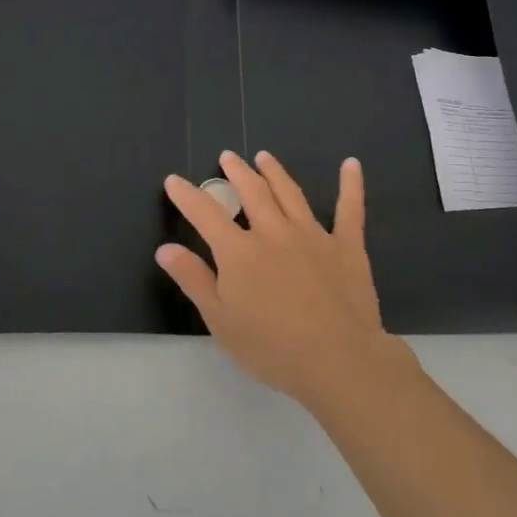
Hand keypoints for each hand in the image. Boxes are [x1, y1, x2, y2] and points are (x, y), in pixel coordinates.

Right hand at [157, 149, 407, 403]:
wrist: (337, 359)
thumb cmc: (272, 348)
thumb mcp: (221, 321)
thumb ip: (194, 280)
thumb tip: (166, 248)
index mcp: (240, 252)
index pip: (206, 214)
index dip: (187, 196)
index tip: (174, 180)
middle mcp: (275, 232)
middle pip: (252, 192)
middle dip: (237, 172)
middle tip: (228, 157)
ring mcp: (313, 235)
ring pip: (290, 193)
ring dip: (275, 172)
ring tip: (264, 157)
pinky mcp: (347, 245)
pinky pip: (349, 209)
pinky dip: (350, 185)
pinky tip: (351, 165)